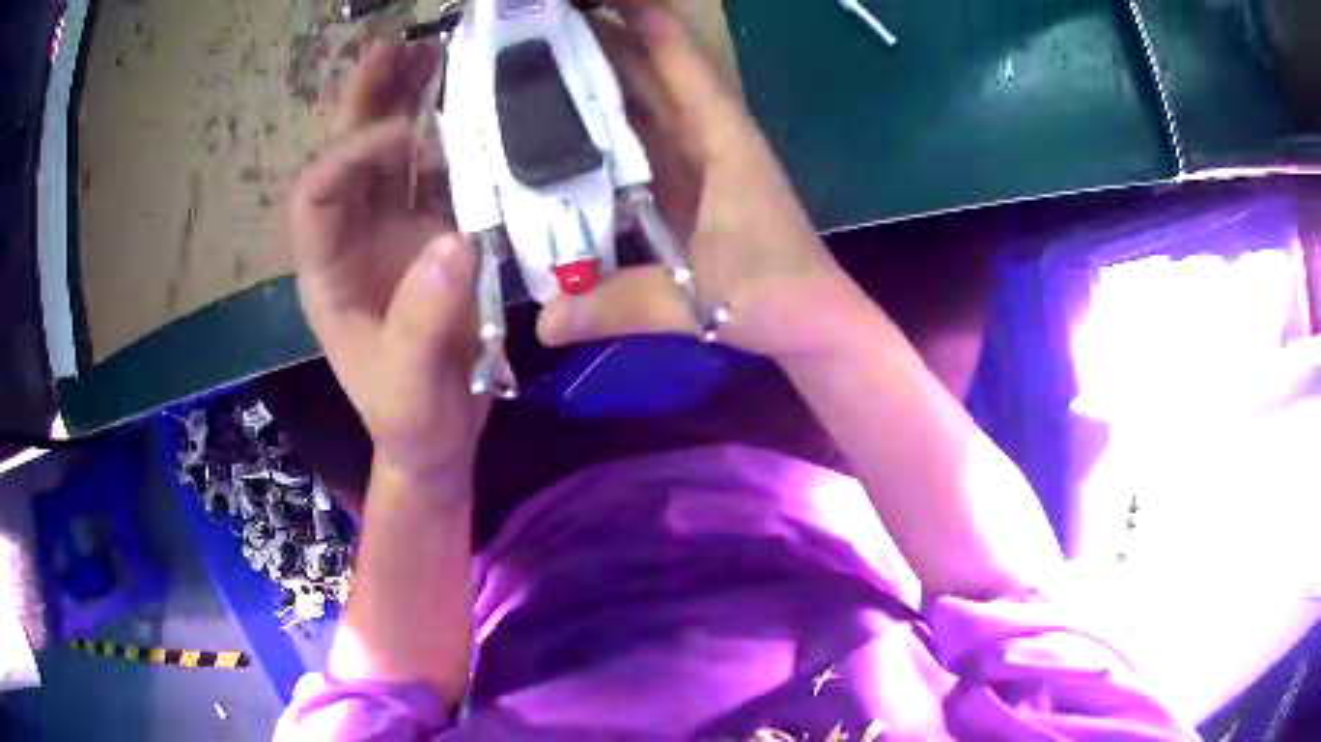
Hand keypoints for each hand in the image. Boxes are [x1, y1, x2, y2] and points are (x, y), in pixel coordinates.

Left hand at [290, 41, 488, 484]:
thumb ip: (421, 325)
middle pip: (349, 157)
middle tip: (394, 47)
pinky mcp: (438, 235)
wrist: (437, 438)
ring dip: (412, 104)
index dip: (351, 154)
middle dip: (366, 102)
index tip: (406, 134)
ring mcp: (397, 233)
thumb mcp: (407, 392)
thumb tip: (454, 240)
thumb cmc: (409, 421)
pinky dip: (457, 140)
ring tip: (435, 53)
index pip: (317, 195)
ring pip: (395, 156)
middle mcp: (355, 239)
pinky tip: (477, 108)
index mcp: (326, 272)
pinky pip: (442, 177)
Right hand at [538, 0, 870, 360]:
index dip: (643, 19)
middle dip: (606, 44)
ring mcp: (699, 165)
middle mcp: (709, 140)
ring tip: (543, 66)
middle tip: (543, 31)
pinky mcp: (688, 192)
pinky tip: (567, 133)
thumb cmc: (774, 298)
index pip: (679, 60)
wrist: (813, 325)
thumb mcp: (697, 299)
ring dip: (603, 83)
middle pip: (654, 75)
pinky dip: (609, 134)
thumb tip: (541, 325)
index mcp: (721, 140)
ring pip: (646, 108)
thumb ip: (620, 305)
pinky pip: (642, 148)